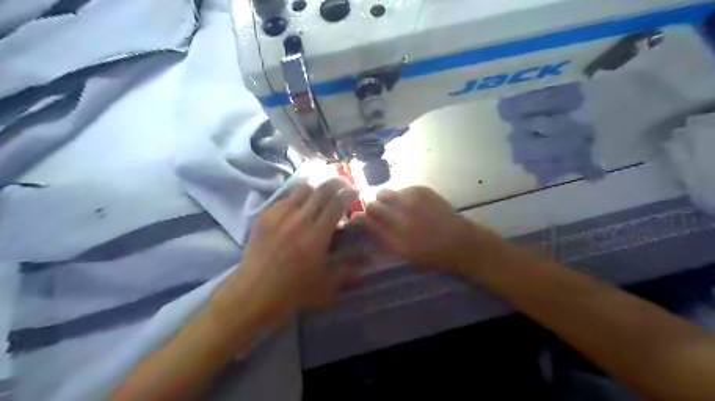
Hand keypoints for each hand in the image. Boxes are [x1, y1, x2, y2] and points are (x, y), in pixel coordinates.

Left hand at [217, 179, 362, 326]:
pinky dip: (297, 198)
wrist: (252, 294)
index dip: (349, 193)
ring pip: (302, 189)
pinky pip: (285, 198)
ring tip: (321, 193)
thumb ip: (348, 270)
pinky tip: (298, 207)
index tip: (355, 191)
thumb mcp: (325, 287)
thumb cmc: (292, 293)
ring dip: (316, 187)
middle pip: (321, 190)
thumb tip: (367, 259)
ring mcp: (279, 216)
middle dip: (336, 182)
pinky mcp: (264, 216)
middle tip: (343, 184)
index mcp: (316, 237)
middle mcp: (298, 220)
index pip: (336, 203)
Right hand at [351, 187, 501, 277]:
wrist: (459, 240)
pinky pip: (403, 189)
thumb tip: (367, 226)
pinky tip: (412, 205)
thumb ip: (383, 238)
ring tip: (397, 208)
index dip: (359, 218)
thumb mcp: (403, 253)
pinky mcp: (421, 189)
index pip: (366, 218)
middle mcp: (399, 214)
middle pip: (373, 203)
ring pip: (386, 193)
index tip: (357, 219)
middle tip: (379, 213)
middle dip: (372, 207)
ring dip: (387, 200)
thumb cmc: (431, 254)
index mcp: (393, 234)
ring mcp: (410, 199)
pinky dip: (403, 197)